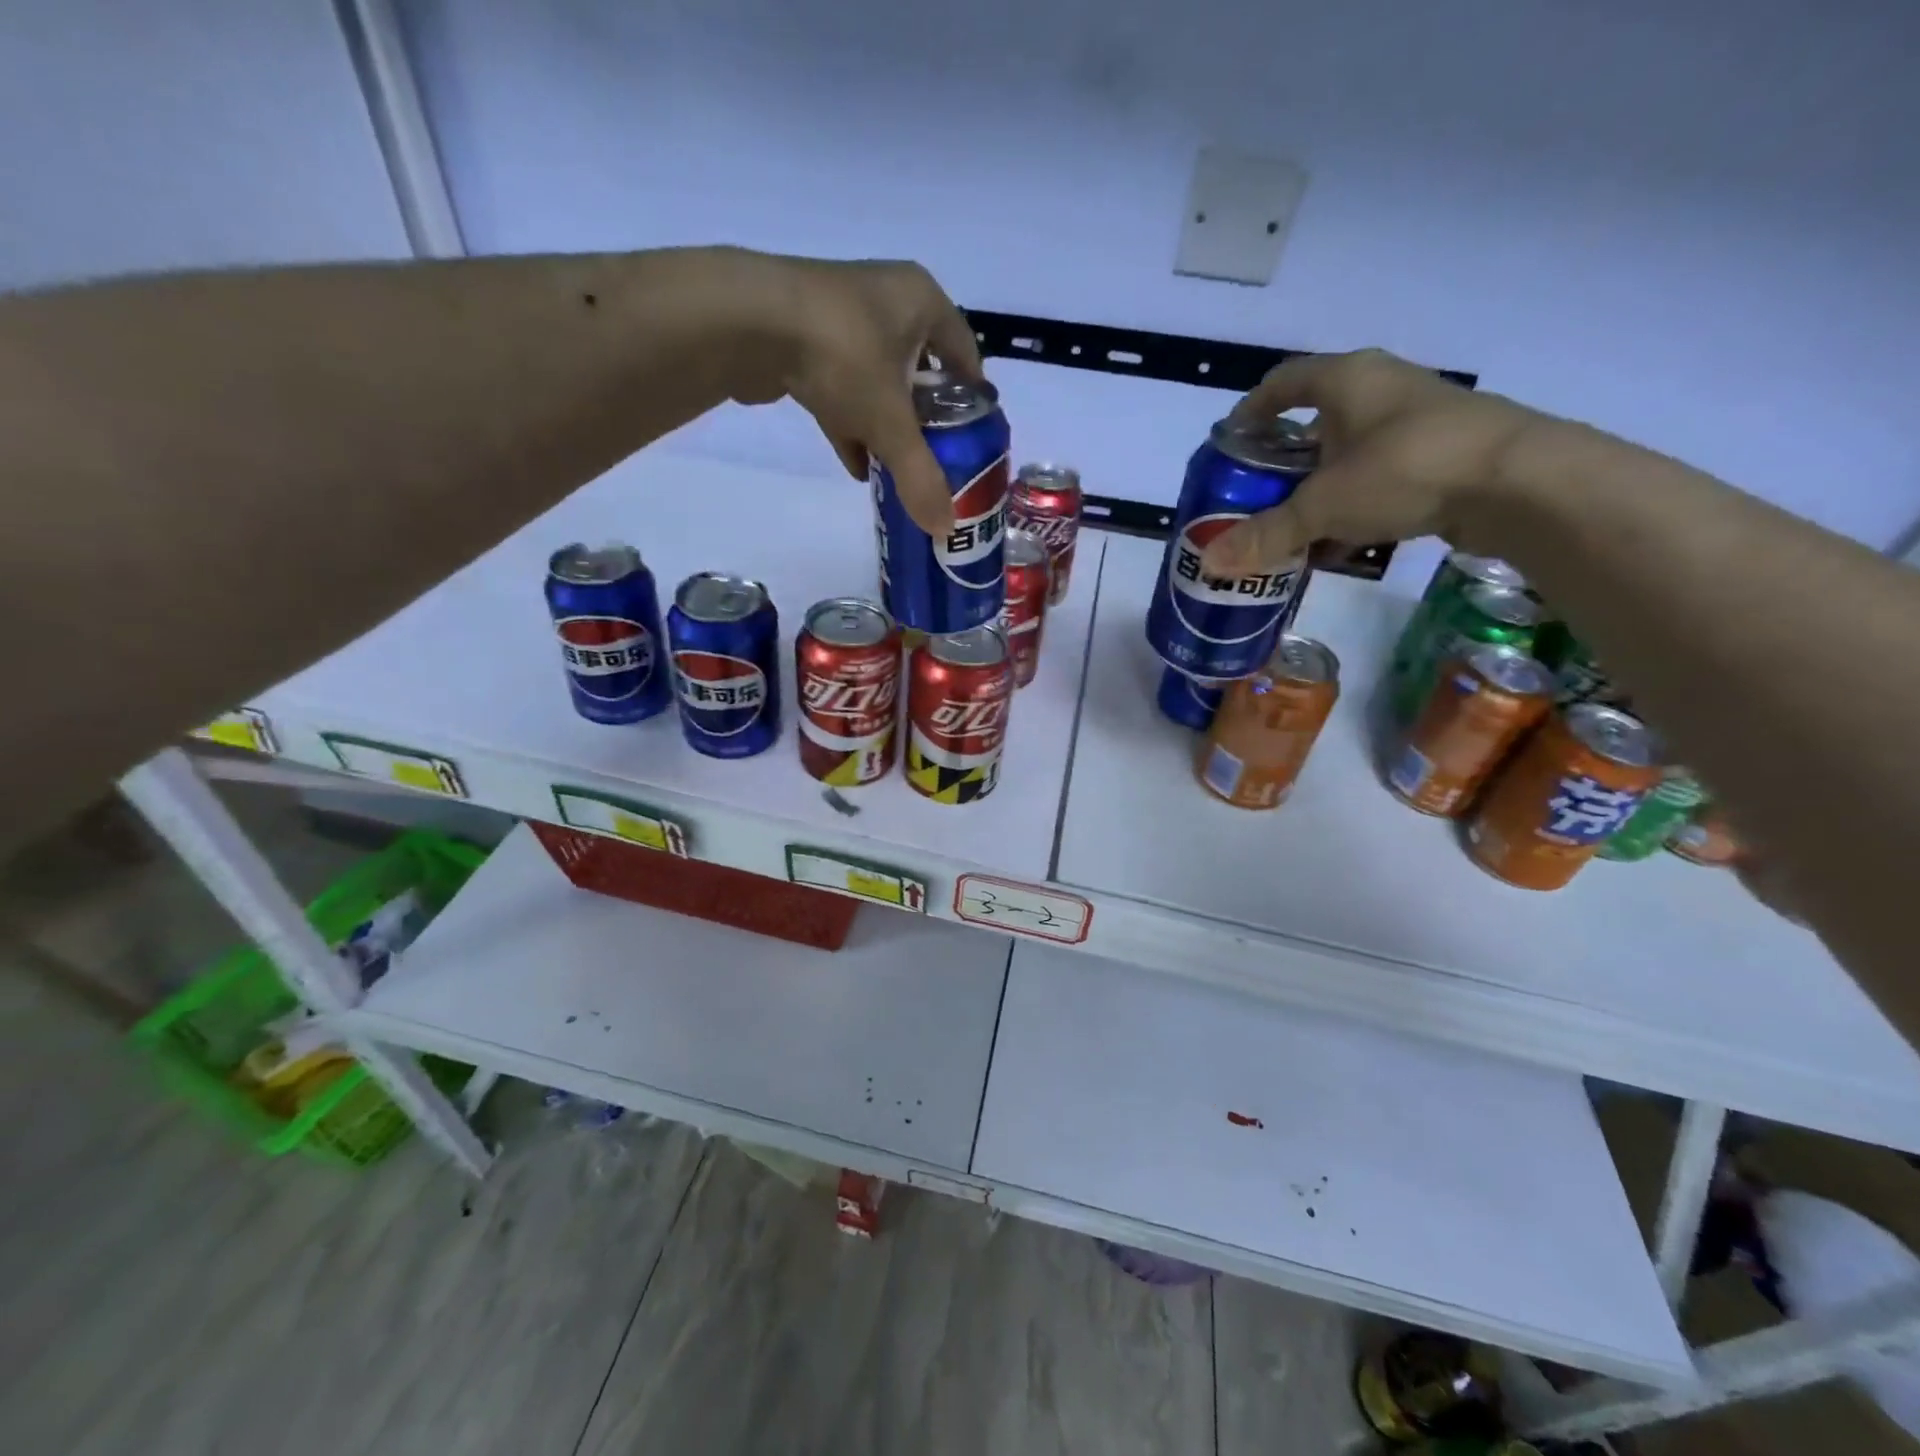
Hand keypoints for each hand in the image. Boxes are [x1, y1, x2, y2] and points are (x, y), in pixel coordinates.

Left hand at [730, 253, 982, 535]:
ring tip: (898, 469)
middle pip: (921, 369)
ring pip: (878, 380)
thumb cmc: (844, 356)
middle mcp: (885, 299)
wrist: (747, 323)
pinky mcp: (803, 338)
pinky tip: (857, 465)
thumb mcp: (891, 423)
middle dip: (927, 417)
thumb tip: (944, 529)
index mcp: (922, 301)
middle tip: (937, 459)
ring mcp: (841, 316)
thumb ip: (920, 476)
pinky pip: (840, 386)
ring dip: (886, 424)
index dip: (973, 397)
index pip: (965, 352)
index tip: (975, 437)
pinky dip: (850, 423)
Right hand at [1200, 349, 1540, 576]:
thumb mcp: (1323, 505)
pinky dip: (1356, 503)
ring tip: (1294, 525)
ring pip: (1351, 452)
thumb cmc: (1405, 469)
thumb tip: (1210, 564)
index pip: (1284, 381)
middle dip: (1284, 459)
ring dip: (1321, 486)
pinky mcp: (1444, 454)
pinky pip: (1382, 476)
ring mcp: (1417, 420)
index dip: (1253, 408)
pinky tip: (1343, 541)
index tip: (1231, 441)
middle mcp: (1382, 389)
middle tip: (1257, 495)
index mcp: (1347, 381)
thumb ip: (1266, 533)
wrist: (1519, 481)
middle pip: (1317, 420)